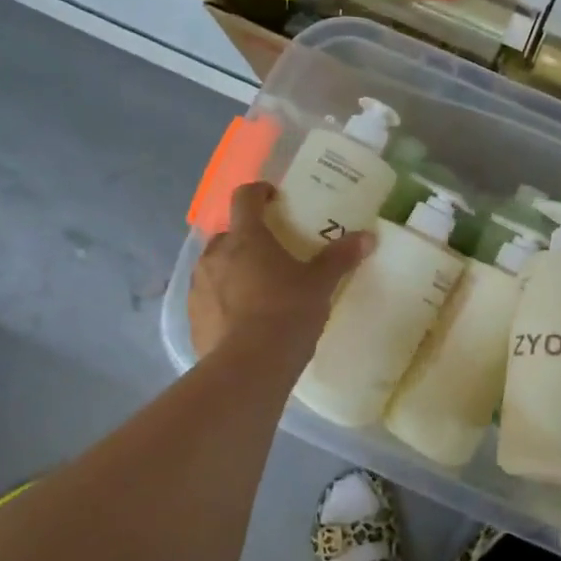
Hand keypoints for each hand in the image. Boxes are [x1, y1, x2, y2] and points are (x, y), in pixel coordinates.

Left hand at [190, 182, 370, 359]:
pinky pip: (208, 298)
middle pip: (229, 234)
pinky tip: (243, 320)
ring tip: (258, 288)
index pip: (245, 198)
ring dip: (232, 270)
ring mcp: (199, 287)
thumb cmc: (287, 313)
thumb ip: (340, 257)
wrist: (249, 367)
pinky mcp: (193, 318)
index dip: (259, 192)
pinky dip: (223, 301)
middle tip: (271, 253)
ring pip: (215, 266)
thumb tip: (368, 236)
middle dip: (246, 238)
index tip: (274, 199)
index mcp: (246, 238)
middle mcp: (216, 256)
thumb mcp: (320, 284)